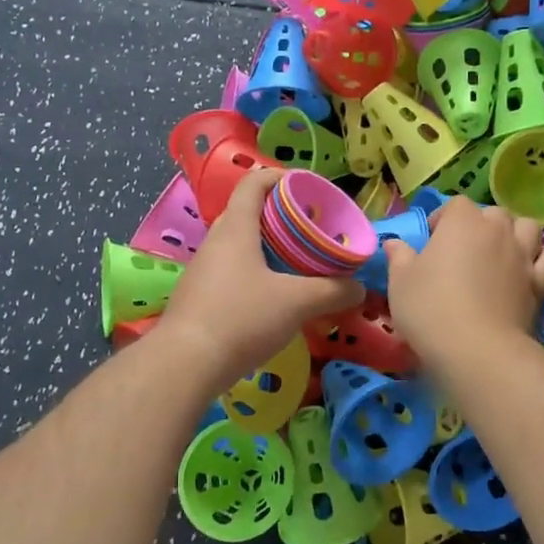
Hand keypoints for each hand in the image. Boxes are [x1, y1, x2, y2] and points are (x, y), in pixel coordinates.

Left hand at [158, 170, 363, 389]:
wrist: (184, 365)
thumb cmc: (241, 318)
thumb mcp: (297, 303)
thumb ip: (333, 291)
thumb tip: (358, 288)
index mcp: (236, 228)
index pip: (254, 183)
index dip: (280, 177)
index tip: (307, 187)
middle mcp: (215, 242)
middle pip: (247, 213)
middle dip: (279, 215)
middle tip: (309, 228)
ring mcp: (203, 271)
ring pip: (238, 246)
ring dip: (266, 247)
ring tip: (296, 263)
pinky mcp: (199, 298)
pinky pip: (231, 272)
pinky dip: (254, 273)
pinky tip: (273, 296)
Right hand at [383, 199, 543, 364]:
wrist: (477, 349)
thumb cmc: (430, 308)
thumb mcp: (400, 282)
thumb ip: (399, 257)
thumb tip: (394, 243)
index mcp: (462, 222)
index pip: (455, 205)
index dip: (443, 219)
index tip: (431, 241)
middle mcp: (497, 230)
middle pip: (494, 213)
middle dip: (481, 224)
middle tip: (464, 250)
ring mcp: (523, 255)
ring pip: (528, 228)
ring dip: (516, 234)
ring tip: (501, 254)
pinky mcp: (541, 283)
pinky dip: (542, 261)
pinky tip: (529, 272)